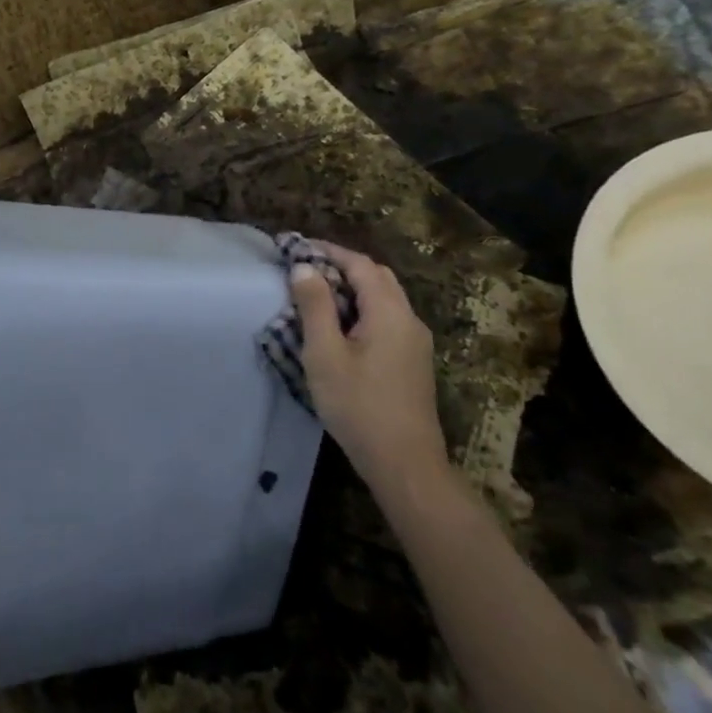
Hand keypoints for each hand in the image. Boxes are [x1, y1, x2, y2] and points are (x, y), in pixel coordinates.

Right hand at [289, 242, 447, 496]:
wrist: (405, 465)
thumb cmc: (358, 406)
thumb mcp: (325, 353)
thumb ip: (315, 306)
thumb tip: (304, 267)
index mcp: (389, 312)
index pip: (359, 264)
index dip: (328, 251)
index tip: (296, 247)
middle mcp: (409, 319)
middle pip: (377, 277)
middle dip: (341, 266)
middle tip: (305, 268)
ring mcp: (415, 342)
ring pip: (384, 298)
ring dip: (353, 288)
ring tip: (317, 294)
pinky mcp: (413, 361)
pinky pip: (388, 318)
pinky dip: (363, 308)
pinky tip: (340, 326)